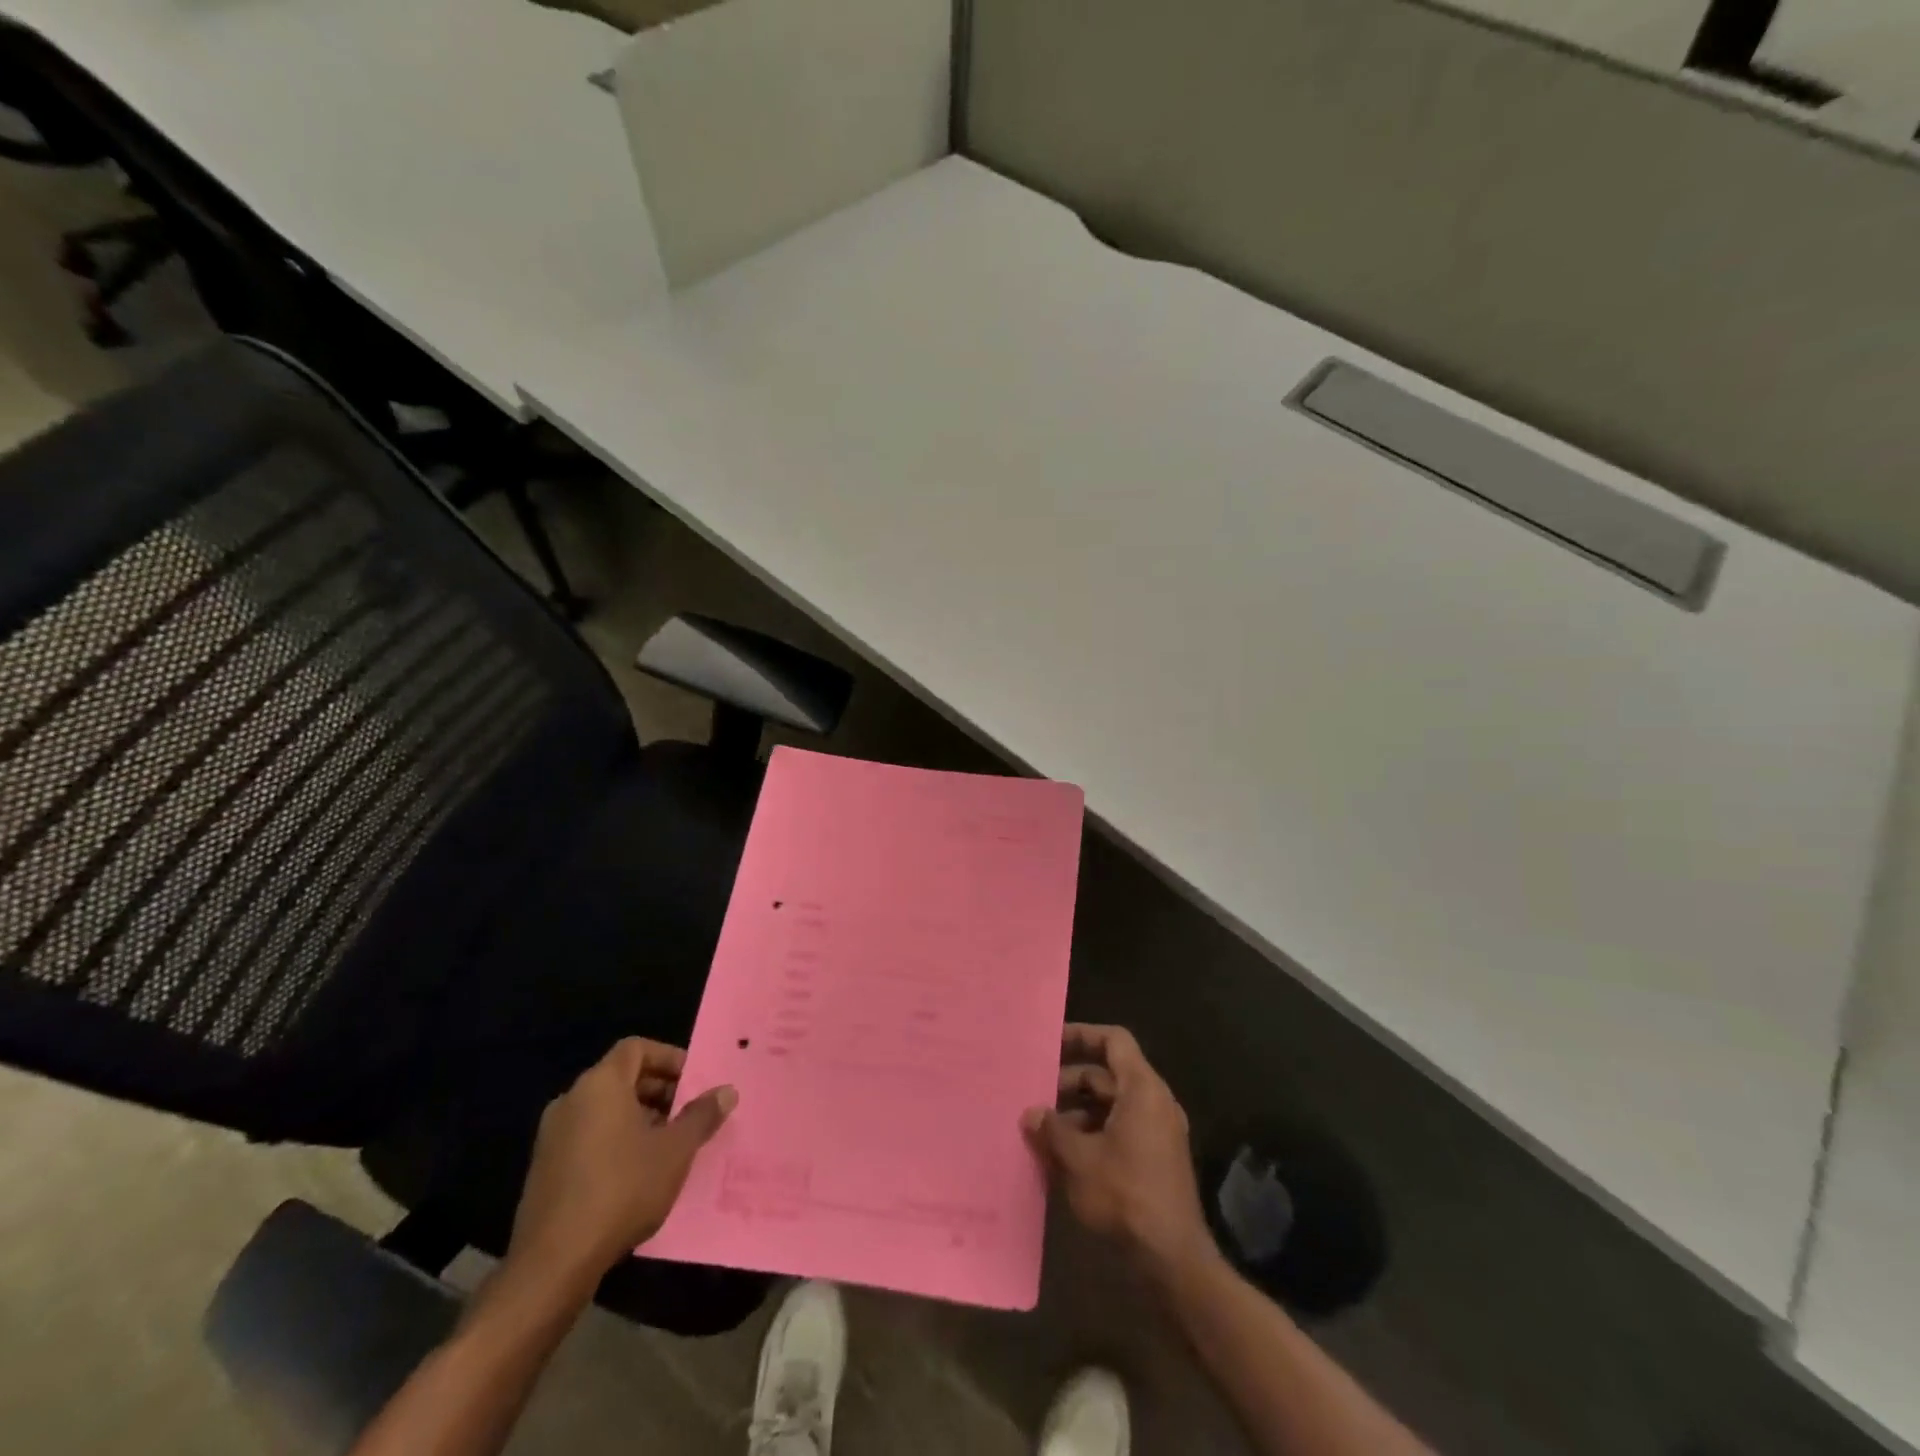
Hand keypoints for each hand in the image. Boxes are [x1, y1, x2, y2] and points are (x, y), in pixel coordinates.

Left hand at [506, 1039, 736, 1291]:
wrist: (552, 1263)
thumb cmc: (621, 1190)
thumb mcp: (675, 1151)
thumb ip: (702, 1115)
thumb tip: (727, 1091)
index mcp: (600, 1085)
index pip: (636, 1048)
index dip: (668, 1058)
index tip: (693, 1081)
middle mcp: (571, 1100)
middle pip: (621, 1077)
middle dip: (659, 1090)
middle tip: (688, 1113)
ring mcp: (552, 1136)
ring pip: (604, 1110)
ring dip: (639, 1118)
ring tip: (668, 1145)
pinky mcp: (544, 1169)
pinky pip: (587, 1137)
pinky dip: (614, 1141)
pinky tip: (636, 1174)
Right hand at [1024, 1024, 1216, 1278]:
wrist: (1173, 1260)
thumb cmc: (1125, 1196)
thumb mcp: (1079, 1160)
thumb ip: (1052, 1130)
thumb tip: (1031, 1113)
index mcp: (1142, 1089)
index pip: (1114, 1040)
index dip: (1082, 1035)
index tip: (1051, 1043)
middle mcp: (1154, 1102)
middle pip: (1109, 1074)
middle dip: (1070, 1081)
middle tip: (1036, 1093)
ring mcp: (1158, 1132)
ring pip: (1112, 1104)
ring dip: (1077, 1111)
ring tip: (1043, 1128)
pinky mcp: (1156, 1159)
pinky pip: (1120, 1129)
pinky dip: (1092, 1132)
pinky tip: (1063, 1156)